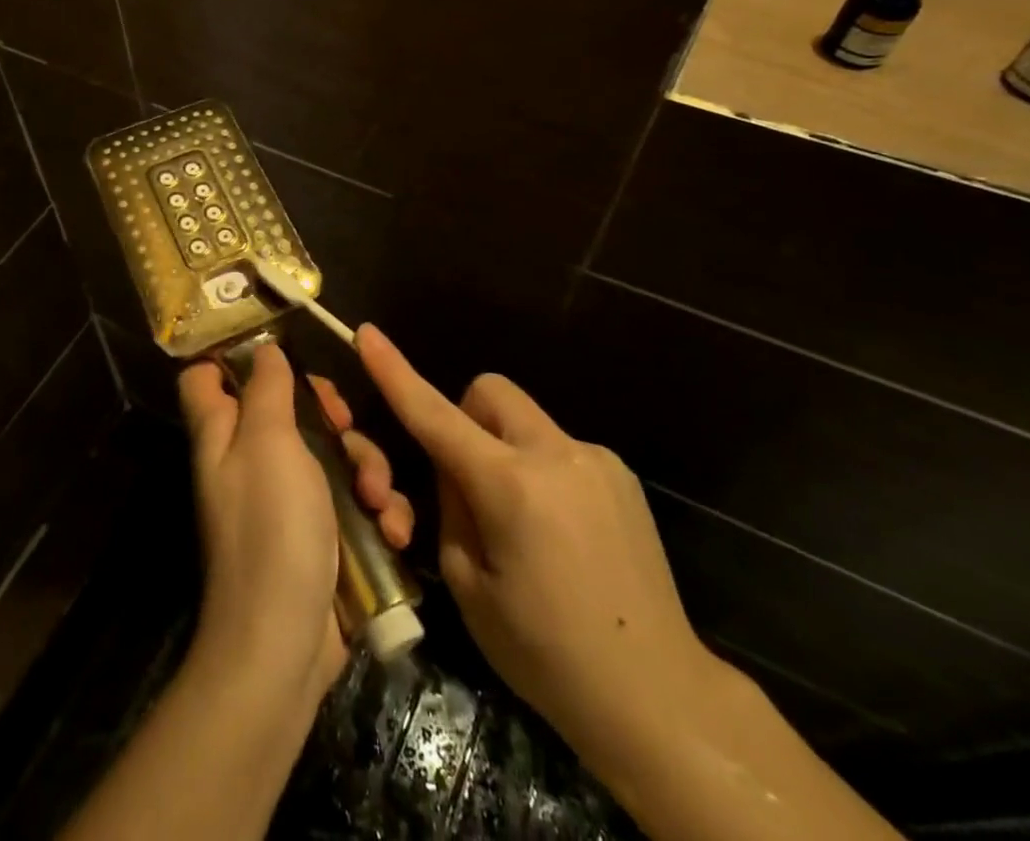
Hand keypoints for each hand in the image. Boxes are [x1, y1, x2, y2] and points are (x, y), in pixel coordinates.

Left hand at [179, 345, 413, 706]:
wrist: (284, 644)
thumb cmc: (270, 528)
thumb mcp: (268, 442)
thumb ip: (266, 389)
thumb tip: (264, 350)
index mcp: (224, 433)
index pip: (207, 377)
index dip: (235, 356)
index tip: (281, 349)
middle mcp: (251, 460)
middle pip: (290, 408)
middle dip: (331, 414)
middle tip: (345, 424)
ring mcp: (289, 499)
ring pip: (334, 453)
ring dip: (367, 469)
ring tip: (378, 499)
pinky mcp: (323, 534)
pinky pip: (354, 501)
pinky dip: (378, 512)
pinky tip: (393, 531)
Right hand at [356, 325, 723, 781]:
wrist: (661, 697)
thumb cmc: (547, 655)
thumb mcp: (468, 585)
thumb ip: (450, 507)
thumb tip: (454, 467)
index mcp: (510, 486)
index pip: (435, 414)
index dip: (395, 372)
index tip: (367, 333)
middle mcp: (555, 453)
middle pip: (488, 392)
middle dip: (464, 418)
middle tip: (466, 479)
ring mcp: (595, 459)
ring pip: (523, 419)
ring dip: (504, 447)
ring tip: (521, 520)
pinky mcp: (621, 474)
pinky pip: (557, 446)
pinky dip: (539, 468)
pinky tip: (560, 532)